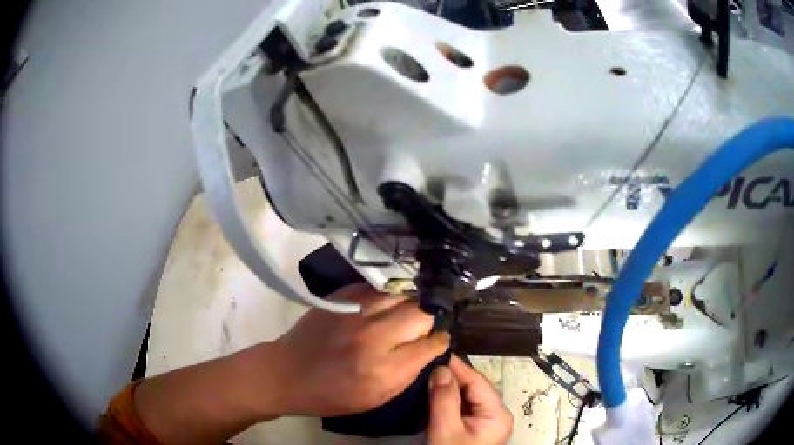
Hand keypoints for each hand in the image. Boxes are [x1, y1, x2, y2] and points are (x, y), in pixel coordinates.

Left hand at [271, 284, 449, 416]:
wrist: (287, 373)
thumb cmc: (331, 395)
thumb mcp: (375, 399)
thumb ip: (406, 375)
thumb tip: (427, 352)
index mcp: (384, 370)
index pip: (430, 345)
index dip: (439, 343)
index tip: (438, 342)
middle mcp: (374, 337)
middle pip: (421, 314)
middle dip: (427, 322)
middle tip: (420, 329)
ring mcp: (356, 312)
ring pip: (402, 295)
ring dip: (408, 305)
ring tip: (403, 315)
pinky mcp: (342, 297)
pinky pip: (377, 289)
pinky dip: (386, 298)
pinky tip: (382, 307)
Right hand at [427, 355, 512, 444]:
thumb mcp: (446, 430)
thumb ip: (444, 400)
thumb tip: (441, 368)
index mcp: (498, 413)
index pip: (477, 380)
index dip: (456, 366)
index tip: (434, 353)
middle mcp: (496, 414)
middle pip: (471, 388)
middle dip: (449, 377)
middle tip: (423, 365)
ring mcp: (484, 423)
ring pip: (464, 398)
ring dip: (445, 389)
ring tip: (423, 376)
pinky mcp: (472, 429)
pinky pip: (460, 408)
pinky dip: (445, 401)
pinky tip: (429, 395)